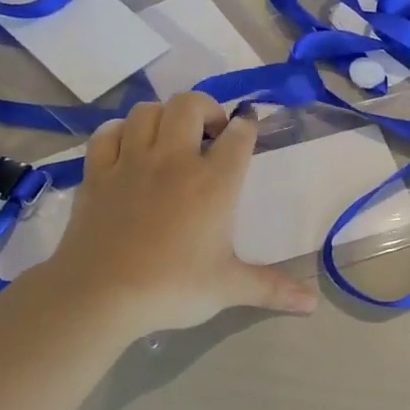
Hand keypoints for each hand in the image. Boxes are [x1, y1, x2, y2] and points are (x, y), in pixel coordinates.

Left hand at [42, 93, 318, 338]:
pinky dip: (121, 131)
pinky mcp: (97, 173)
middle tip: (211, 133)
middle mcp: (174, 160)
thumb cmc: (173, 288)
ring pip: (146, 111)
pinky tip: (128, 146)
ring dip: (163, 116)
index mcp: (213, 183)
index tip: (248, 125)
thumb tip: (313, 304)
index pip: (238, 137)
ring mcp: (131, 162)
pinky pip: (107, 133)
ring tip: (170, 137)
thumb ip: (272, 288)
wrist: (101, 294)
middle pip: (189, 106)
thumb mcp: (229, 288)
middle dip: (205, 108)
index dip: (246, 125)